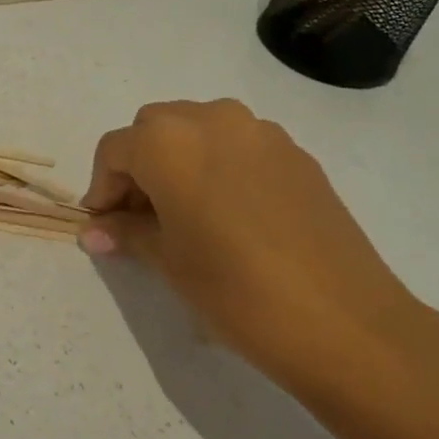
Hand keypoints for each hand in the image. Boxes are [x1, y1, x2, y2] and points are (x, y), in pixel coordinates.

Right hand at [80, 99, 438, 419]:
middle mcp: (212, 119)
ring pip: (199, 131)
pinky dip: (219, 168)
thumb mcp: (168, 261)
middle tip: (140, 219)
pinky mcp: (297, 154)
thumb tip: (95, 231)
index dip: (102, 187)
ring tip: (185, 217)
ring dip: (179, 163)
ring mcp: (261, 132)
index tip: (104, 225)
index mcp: (169, 141)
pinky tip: (230, 216)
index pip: (115, 150)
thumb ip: (126, 232)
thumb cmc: (235, 289)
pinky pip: (239, 147)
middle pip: (155, 130)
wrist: (343, 320)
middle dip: (138, 168)